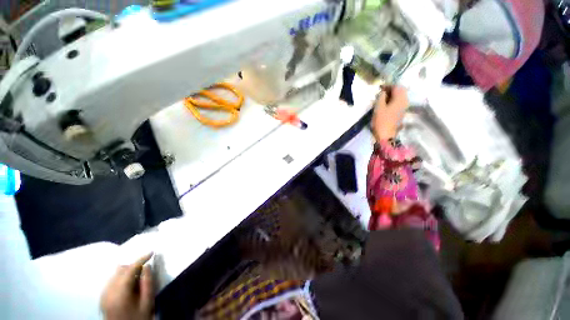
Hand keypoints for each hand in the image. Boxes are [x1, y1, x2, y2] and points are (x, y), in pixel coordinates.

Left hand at [100, 253, 153, 319]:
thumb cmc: (138, 317)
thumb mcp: (147, 302)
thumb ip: (147, 283)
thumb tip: (147, 267)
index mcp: (120, 292)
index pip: (130, 269)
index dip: (141, 259)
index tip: (151, 252)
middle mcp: (108, 290)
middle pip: (121, 269)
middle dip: (134, 266)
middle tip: (145, 268)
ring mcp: (104, 294)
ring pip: (116, 274)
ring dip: (128, 271)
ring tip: (137, 277)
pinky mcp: (103, 296)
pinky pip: (112, 280)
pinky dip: (122, 277)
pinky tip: (129, 284)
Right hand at [371, 86, 407, 140]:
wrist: (386, 135)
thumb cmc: (381, 121)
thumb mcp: (378, 107)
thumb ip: (381, 97)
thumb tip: (383, 92)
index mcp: (400, 99)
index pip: (396, 87)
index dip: (388, 85)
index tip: (380, 87)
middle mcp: (405, 101)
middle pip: (400, 91)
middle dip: (391, 90)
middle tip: (381, 91)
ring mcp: (404, 108)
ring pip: (400, 97)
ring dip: (392, 95)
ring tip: (383, 97)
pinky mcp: (401, 113)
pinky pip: (399, 102)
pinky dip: (393, 100)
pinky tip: (386, 103)